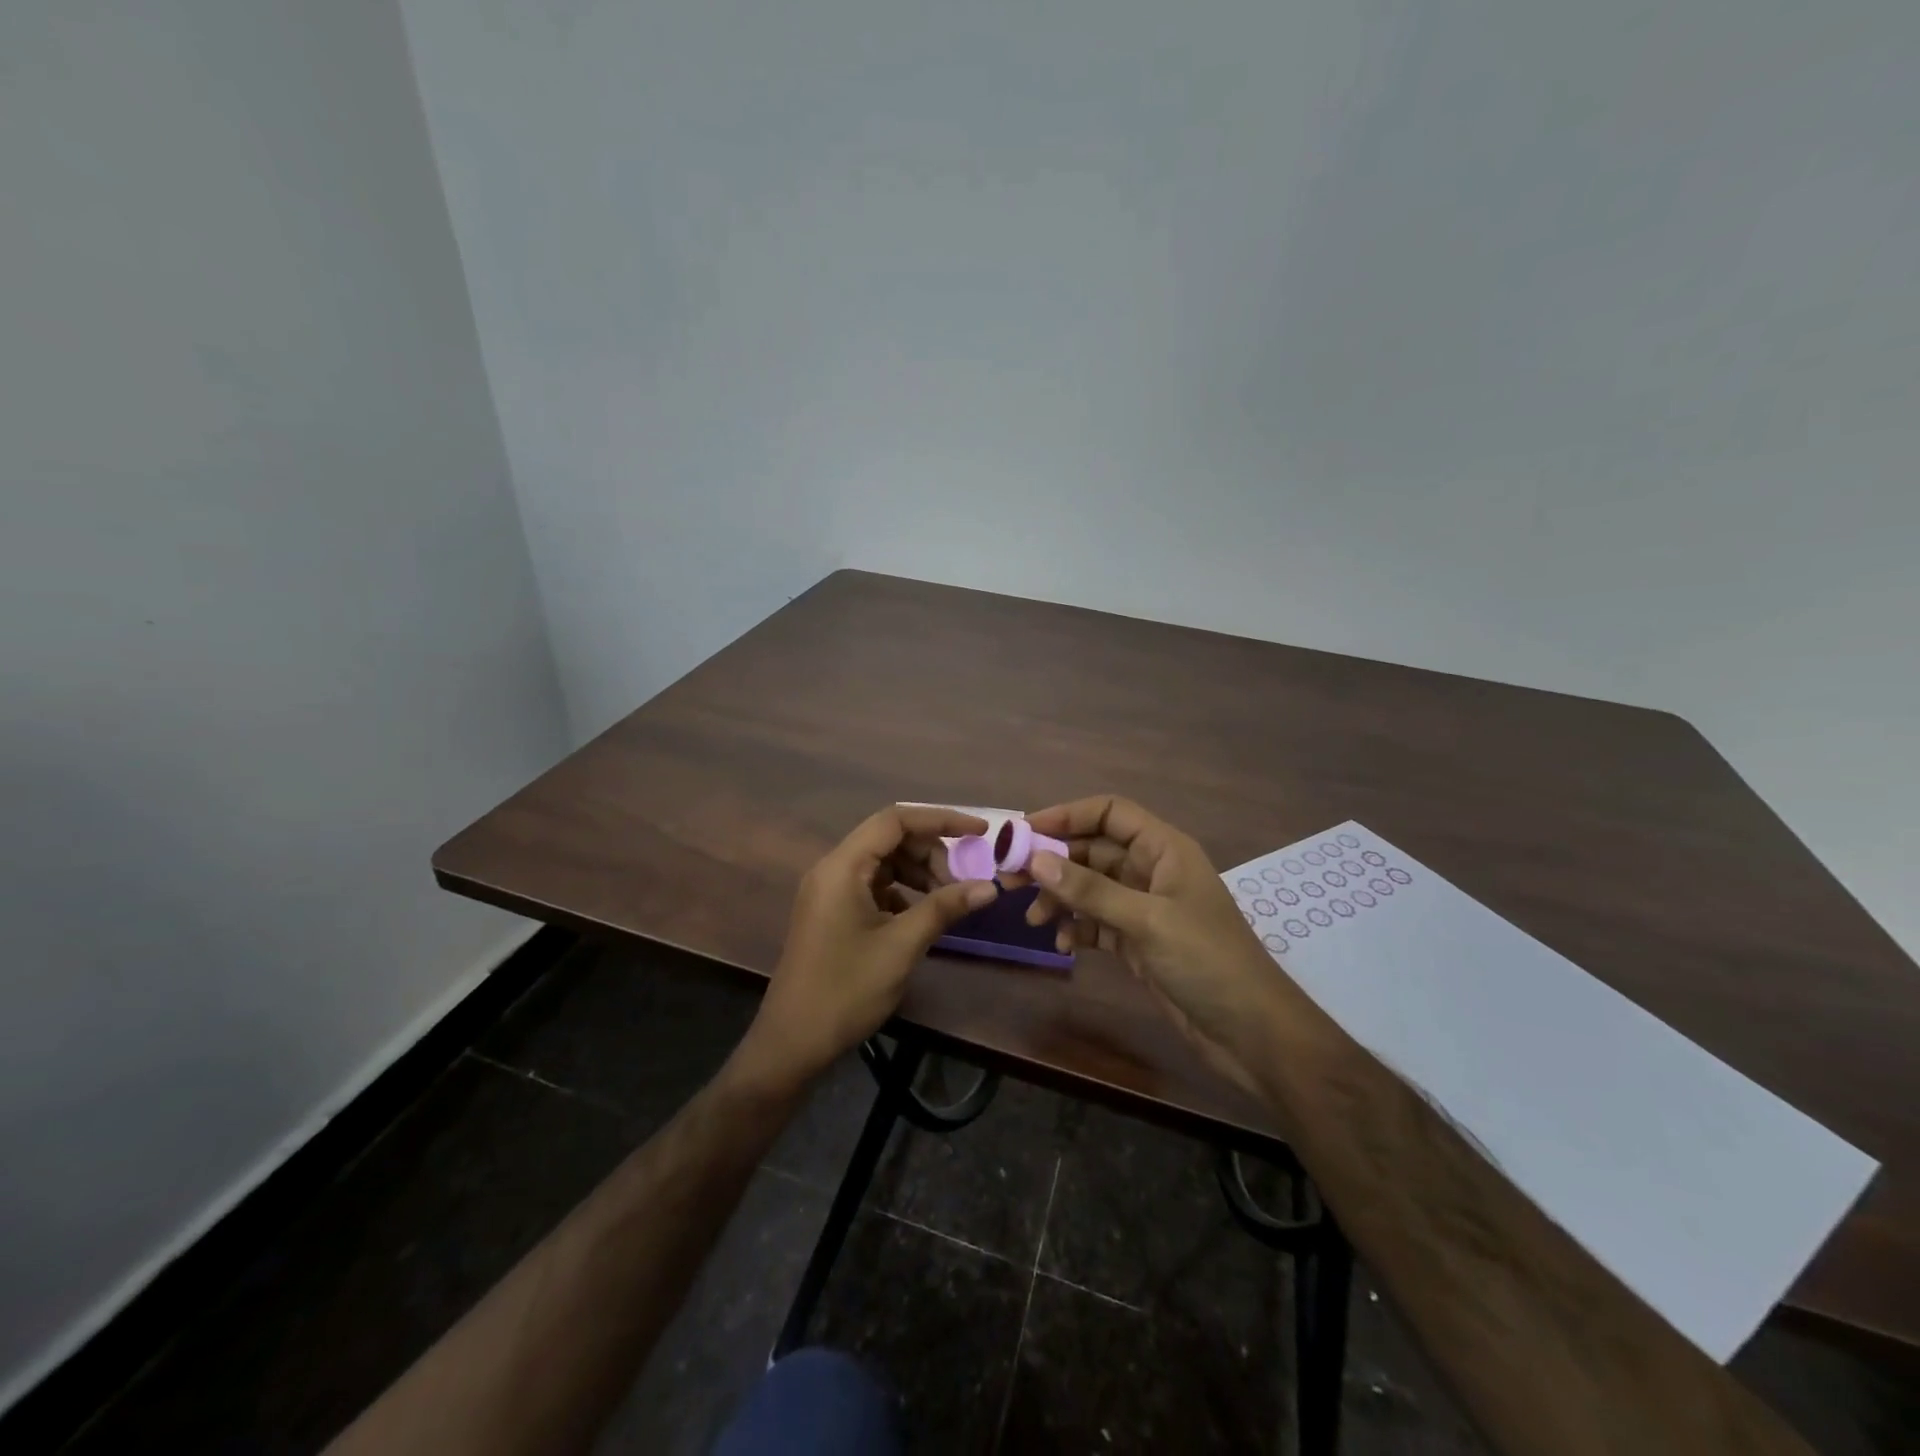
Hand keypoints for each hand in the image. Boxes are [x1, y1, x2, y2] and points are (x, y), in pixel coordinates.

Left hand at [741, 805, 999, 1085]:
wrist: (793, 1042)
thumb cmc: (845, 990)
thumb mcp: (901, 946)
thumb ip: (943, 908)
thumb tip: (989, 886)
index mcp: (842, 867)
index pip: (895, 820)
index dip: (941, 819)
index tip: (979, 832)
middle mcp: (833, 868)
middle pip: (890, 838)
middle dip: (932, 851)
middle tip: (963, 881)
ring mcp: (830, 890)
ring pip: (884, 861)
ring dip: (919, 872)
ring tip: (948, 898)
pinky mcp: (833, 911)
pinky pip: (874, 884)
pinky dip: (902, 891)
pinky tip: (922, 915)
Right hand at [1015, 796, 1289, 1094]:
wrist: (1251, 1033)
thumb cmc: (1207, 961)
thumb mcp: (1147, 920)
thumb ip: (1090, 890)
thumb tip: (1036, 860)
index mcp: (1164, 849)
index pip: (1109, 813)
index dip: (1068, 815)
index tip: (1025, 832)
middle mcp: (1152, 871)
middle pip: (1093, 850)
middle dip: (1054, 862)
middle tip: (1011, 879)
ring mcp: (1144, 908)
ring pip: (1090, 888)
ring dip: (1060, 898)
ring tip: (1033, 920)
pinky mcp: (1138, 942)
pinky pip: (1095, 922)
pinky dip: (1075, 928)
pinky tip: (1062, 945)